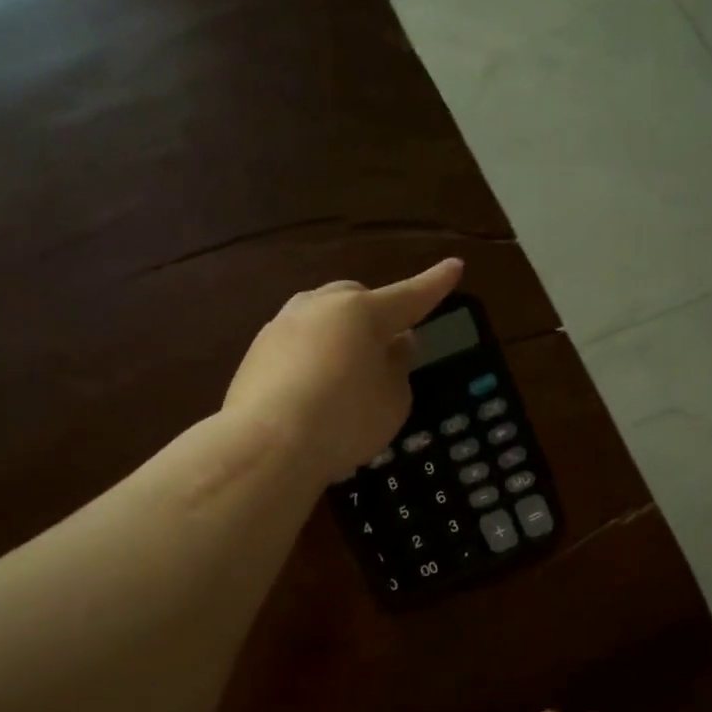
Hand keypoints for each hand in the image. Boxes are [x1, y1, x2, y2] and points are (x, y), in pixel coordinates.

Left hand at [223, 257, 463, 482]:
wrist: (266, 446)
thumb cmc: (345, 421)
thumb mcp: (393, 401)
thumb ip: (399, 367)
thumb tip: (395, 344)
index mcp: (363, 312)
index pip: (410, 296)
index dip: (435, 284)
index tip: (455, 266)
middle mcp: (321, 306)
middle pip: (357, 299)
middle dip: (375, 315)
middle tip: (386, 346)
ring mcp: (283, 324)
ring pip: (322, 317)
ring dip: (340, 335)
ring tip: (345, 372)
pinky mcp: (256, 350)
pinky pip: (297, 343)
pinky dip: (311, 357)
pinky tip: (311, 390)